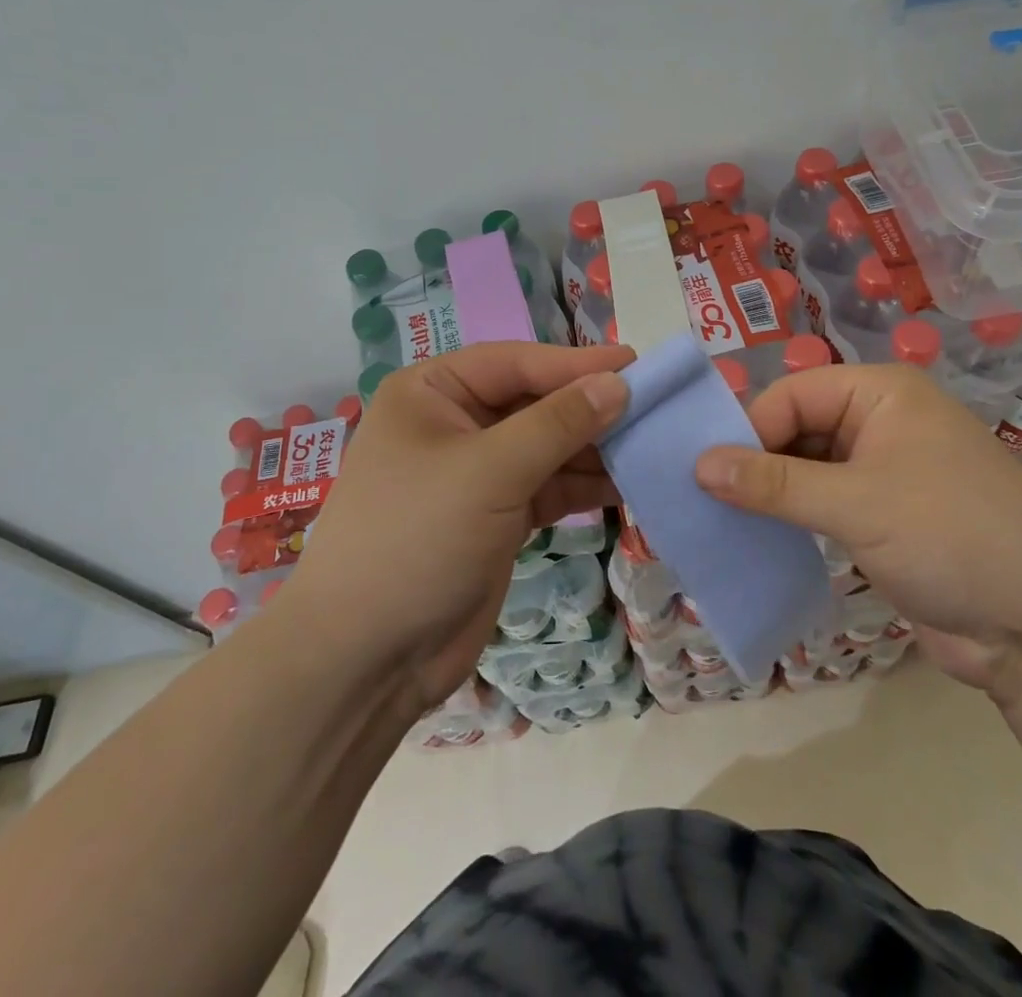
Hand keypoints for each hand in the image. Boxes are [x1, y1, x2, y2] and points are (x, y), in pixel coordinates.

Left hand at [282, 341, 633, 712]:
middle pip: (536, 402)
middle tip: (655, 406)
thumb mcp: (489, 471)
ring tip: (653, 445)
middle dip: (590, 408)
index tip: (638, 365)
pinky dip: (584, 484)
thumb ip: (558, 424)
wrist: (366, 660)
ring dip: (595, 448)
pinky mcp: (497, 515)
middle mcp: (455, 423)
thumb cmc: (416, 539)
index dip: (577, 364)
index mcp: (433, 392)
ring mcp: (477, 472)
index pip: (517, 362)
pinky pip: (549, 485)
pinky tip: (628, 484)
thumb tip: (619, 383)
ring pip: (548, 446)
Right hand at [694, 365, 1021, 691]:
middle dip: (755, 463)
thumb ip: (774, 483)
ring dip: (769, 494)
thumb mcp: (857, 504)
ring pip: (805, 469)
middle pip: (796, 428)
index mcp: (881, 393)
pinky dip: (792, 519)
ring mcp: (883, 472)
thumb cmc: (953, 538)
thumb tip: (699, 465)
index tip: (707, 475)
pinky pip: (822, 505)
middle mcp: (880, 422)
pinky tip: (758, 540)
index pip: (792, 396)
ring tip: (719, 521)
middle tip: (705, 500)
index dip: (749, 430)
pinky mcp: (882, 518)